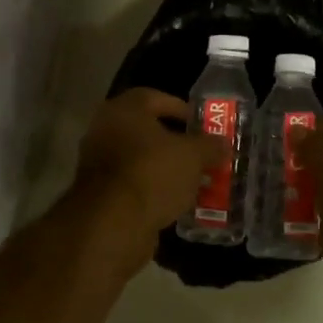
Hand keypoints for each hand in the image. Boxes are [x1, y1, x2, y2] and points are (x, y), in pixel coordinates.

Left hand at [72, 89, 223, 239]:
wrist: (112, 224)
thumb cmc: (152, 173)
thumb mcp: (192, 156)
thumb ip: (210, 146)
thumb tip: (223, 144)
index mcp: (123, 110)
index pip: (155, 98)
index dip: (181, 109)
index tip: (202, 125)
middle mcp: (105, 131)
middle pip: (147, 131)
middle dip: (176, 143)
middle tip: (201, 154)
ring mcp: (99, 165)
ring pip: (141, 160)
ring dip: (166, 169)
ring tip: (194, 181)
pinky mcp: (100, 195)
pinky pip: (134, 185)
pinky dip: (153, 190)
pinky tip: (176, 202)